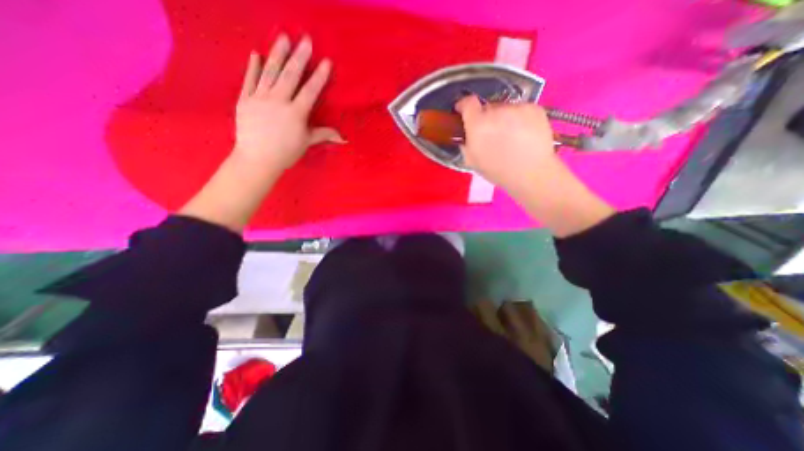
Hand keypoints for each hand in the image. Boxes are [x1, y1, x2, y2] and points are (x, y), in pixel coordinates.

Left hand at [237, 33, 341, 171]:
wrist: (257, 159)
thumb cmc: (286, 153)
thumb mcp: (307, 143)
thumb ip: (324, 135)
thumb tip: (344, 138)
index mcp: (296, 113)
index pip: (310, 91)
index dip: (319, 76)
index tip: (326, 61)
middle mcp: (278, 101)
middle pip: (290, 75)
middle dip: (300, 56)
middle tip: (305, 39)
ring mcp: (260, 98)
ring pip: (270, 72)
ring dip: (277, 54)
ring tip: (283, 37)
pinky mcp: (245, 99)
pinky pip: (249, 80)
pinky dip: (253, 67)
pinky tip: (257, 54)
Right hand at [458, 95, 559, 189]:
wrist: (532, 173)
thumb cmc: (498, 171)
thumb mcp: (472, 161)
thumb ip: (466, 143)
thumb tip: (467, 135)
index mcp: (478, 125)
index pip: (468, 102)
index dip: (464, 105)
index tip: (463, 111)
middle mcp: (496, 111)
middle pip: (487, 107)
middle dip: (486, 118)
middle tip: (491, 134)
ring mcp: (517, 108)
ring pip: (505, 108)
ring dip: (503, 118)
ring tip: (510, 136)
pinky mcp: (534, 108)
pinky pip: (521, 110)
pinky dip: (519, 118)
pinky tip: (524, 134)